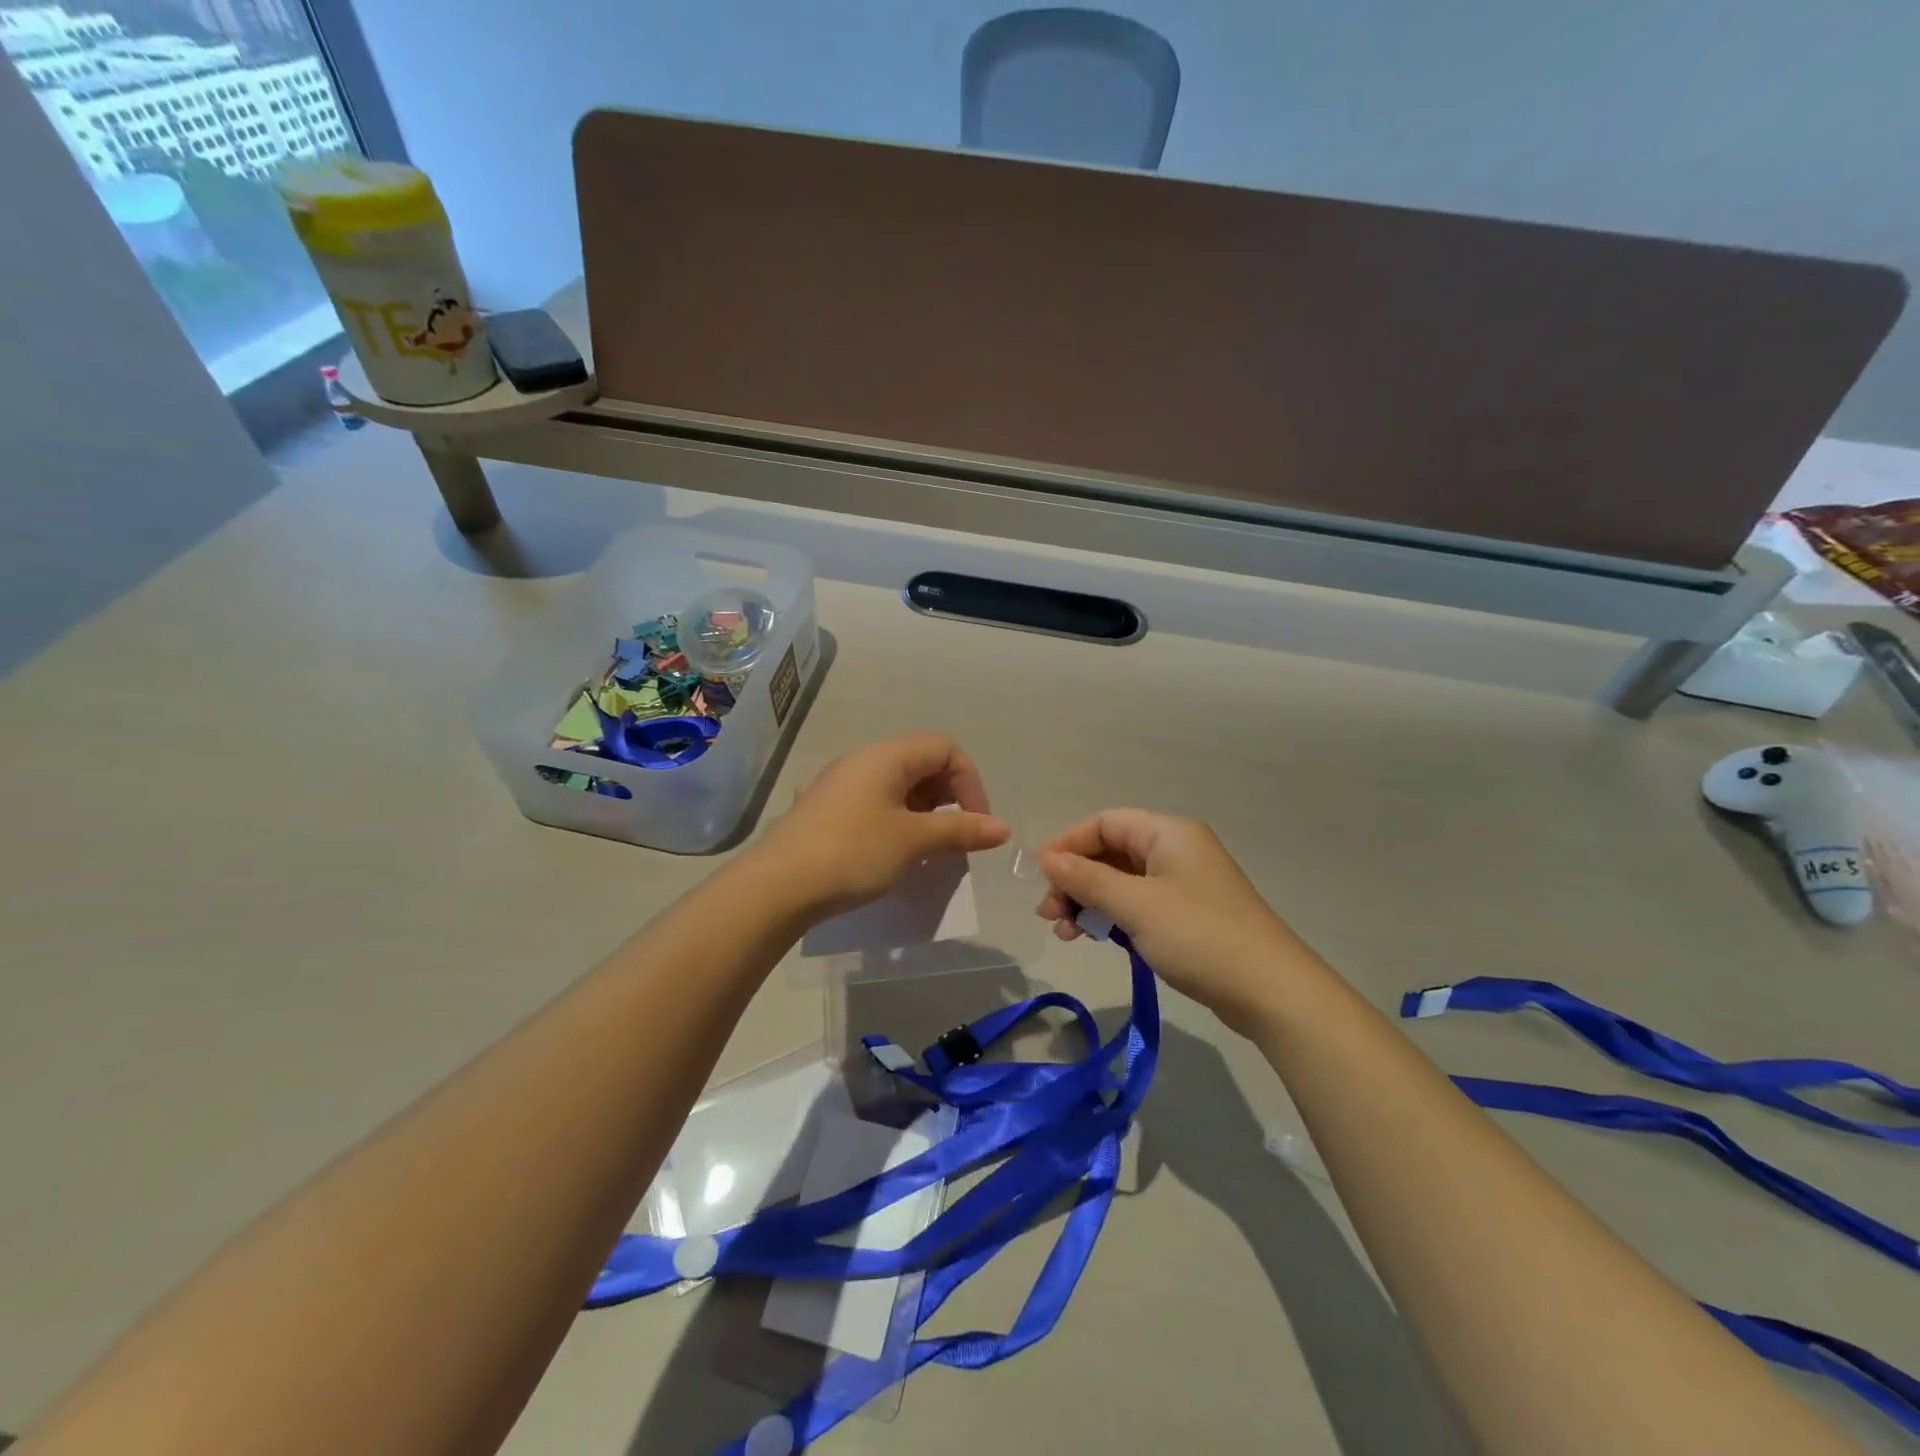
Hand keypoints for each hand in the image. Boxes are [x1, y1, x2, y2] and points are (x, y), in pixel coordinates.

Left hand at [760, 733, 1010, 919]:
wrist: (777, 886)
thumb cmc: (853, 852)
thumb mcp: (914, 841)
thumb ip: (961, 830)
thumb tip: (1003, 828)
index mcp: (886, 756)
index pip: (945, 748)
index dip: (970, 782)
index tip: (976, 823)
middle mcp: (862, 760)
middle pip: (921, 763)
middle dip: (948, 798)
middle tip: (955, 838)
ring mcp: (839, 785)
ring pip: (896, 786)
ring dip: (923, 813)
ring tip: (928, 850)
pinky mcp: (824, 811)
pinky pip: (873, 804)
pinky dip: (896, 822)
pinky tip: (892, 855)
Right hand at [1036, 809, 1316, 1035]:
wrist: (1270, 991)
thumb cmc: (1198, 935)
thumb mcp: (1135, 905)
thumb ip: (1087, 879)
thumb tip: (1047, 858)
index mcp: (1168, 833)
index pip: (1105, 822)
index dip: (1068, 844)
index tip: (1039, 875)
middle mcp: (1175, 851)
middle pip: (1110, 853)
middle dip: (1075, 879)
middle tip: (1048, 912)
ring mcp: (1182, 885)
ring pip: (1121, 883)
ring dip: (1089, 902)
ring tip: (1065, 932)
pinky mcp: (1187, 917)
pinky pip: (1138, 906)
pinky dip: (1112, 918)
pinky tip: (1093, 938)